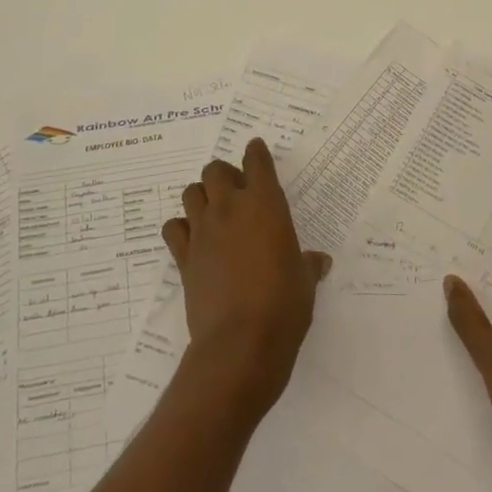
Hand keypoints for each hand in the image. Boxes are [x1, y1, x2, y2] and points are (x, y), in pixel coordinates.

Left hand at [162, 138, 331, 420]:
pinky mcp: (183, 256)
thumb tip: (318, 261)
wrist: (241, 342)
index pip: (256, 161)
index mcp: (266, 204)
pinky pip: (173, 228)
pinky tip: (192, 240)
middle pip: (215, 170)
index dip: (256, 152)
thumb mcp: (306, 281)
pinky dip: (181, 228)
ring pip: (191, 192)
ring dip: (201, 196)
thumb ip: (309, 264)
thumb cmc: (285, 304)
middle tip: (235, 191)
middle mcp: (231, 208)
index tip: (255, 150)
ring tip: (213, 212)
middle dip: (224, 174)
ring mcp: (203, 230)